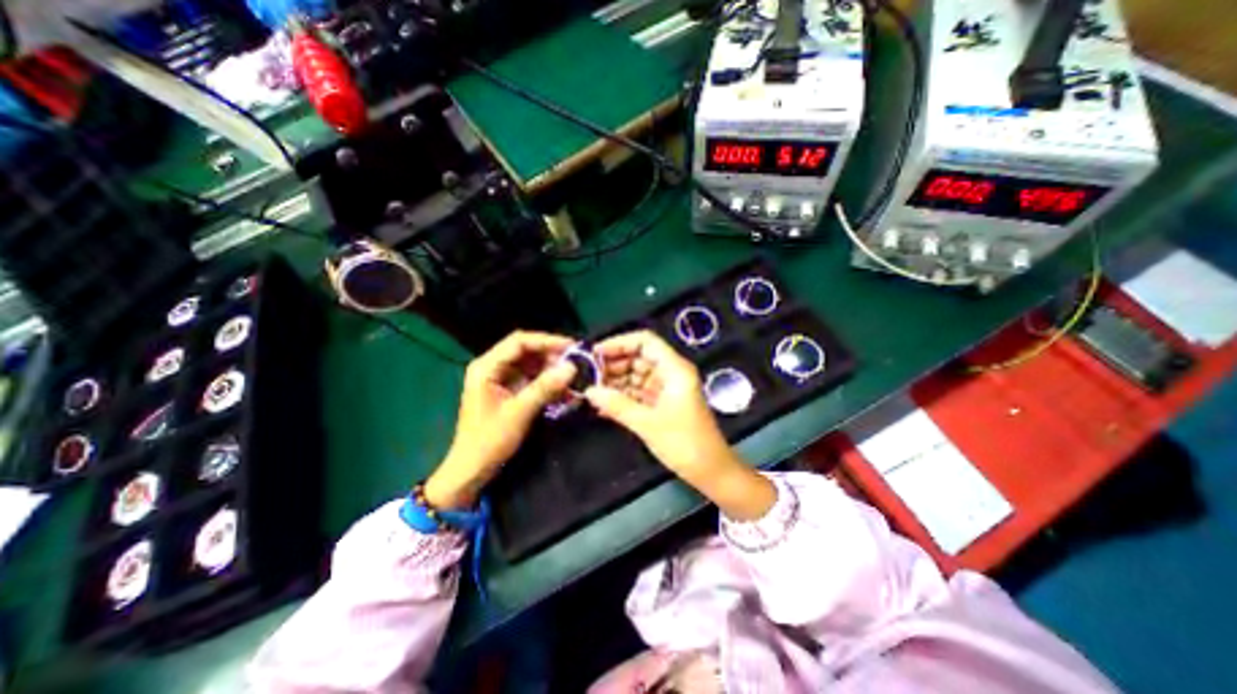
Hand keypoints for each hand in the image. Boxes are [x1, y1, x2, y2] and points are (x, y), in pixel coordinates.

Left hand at [424, 329, 577, 508]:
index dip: (546, 341)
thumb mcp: (519, 412)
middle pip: (526, 351)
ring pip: (530, 365)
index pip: (519, 342)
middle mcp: (492, 367)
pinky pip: (531, 379)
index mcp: (486, 367)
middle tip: (575, 363)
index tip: (571, 347)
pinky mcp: (507, 391)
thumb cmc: (489, 440)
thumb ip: (545, 387)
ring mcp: (500, 379)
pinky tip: (563, 390)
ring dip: (551, 370)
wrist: (471, 470)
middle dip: (551, 356)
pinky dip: (546, 383)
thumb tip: (571, 367)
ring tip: (572, 377)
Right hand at [584, 331, 769, 520]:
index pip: (645, 341)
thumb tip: (589, 391)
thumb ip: (617, 405)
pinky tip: (603, 405)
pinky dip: (622, 397)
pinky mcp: (661, 404)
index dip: (619, 343)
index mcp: (674, 369)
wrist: (710, 471)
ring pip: (636, 375)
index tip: (595, 354)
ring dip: (615, 382)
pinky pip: (638, 392)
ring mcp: (666, 389)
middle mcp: (670, 373)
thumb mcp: (648, 423)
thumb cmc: (685, 443)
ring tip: (592, 391)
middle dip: (613, 365)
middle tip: (588, 376)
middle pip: (638, 357)